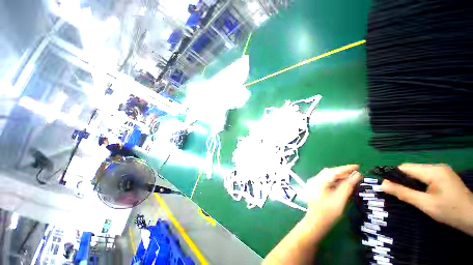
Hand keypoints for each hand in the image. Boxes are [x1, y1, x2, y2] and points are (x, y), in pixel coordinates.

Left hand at [304, 165, 360, 230]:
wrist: (315, 222)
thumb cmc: (328, 213)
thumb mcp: (340, 199)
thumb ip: (347, 186)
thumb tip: (356, 175)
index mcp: (319, 181)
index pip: (333, 171)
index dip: (346, 168)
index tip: (357, 166)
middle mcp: (315, 179)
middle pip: (330, 172)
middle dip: (343, 172)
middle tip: (357, 173)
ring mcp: (314, 183)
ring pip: (328, 176)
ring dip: (340, 176)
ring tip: (352, 177)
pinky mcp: (316, 187)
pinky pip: (327, 181)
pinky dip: (336, 180)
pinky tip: (343, 183)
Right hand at [381, 163, 472, 235]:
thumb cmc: (450, 211)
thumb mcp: (425, 204)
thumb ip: (404, 193)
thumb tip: (382, 184)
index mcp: (433, 171)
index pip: (405, 167)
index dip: (393, 175)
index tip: (387, 187)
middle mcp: (437, 166)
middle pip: (411, 169)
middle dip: (403, 180)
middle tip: (399, 193)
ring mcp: (442, 170)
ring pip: (418, 173)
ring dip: (411, 182)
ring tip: (411, 195)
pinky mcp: (444, 176)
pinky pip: (426, 176)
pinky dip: (419, 183)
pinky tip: (422, 193)